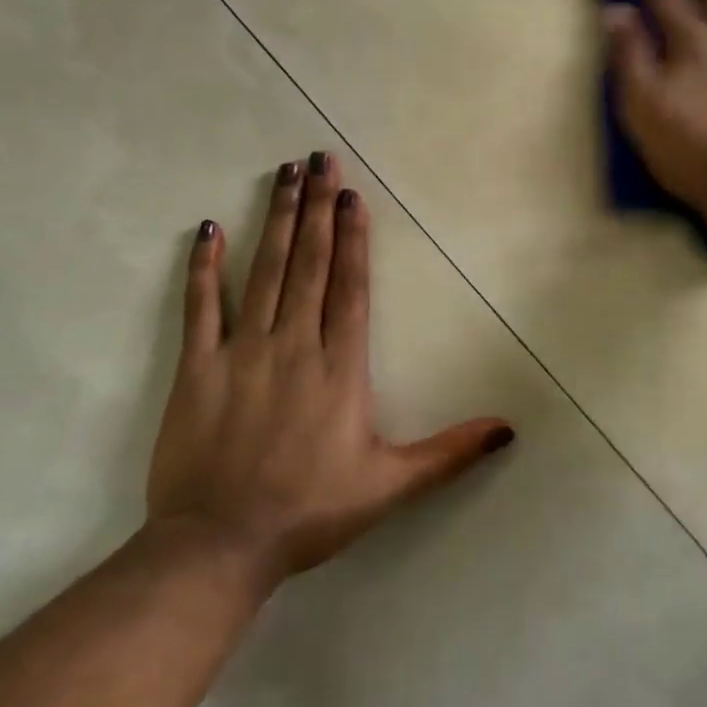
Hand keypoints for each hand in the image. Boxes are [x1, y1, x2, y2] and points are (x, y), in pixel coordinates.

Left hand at [147, 153, 513, 582]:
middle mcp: (295, 346)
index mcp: (340, 368)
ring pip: (264, 273)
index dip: (353, 238)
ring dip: (276, 220)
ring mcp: (243, 353)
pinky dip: (204, 268)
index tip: (352, 194)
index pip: (351, 288)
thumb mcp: (390, 485)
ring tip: (284, 175)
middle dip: (317, 209)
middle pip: (309, 265)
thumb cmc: (310, 511)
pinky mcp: (198, 369)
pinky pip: (201, 308)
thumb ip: (450, 453)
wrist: (218, 547)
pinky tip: (208, 230)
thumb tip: (509, 429)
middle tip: (319, 159)